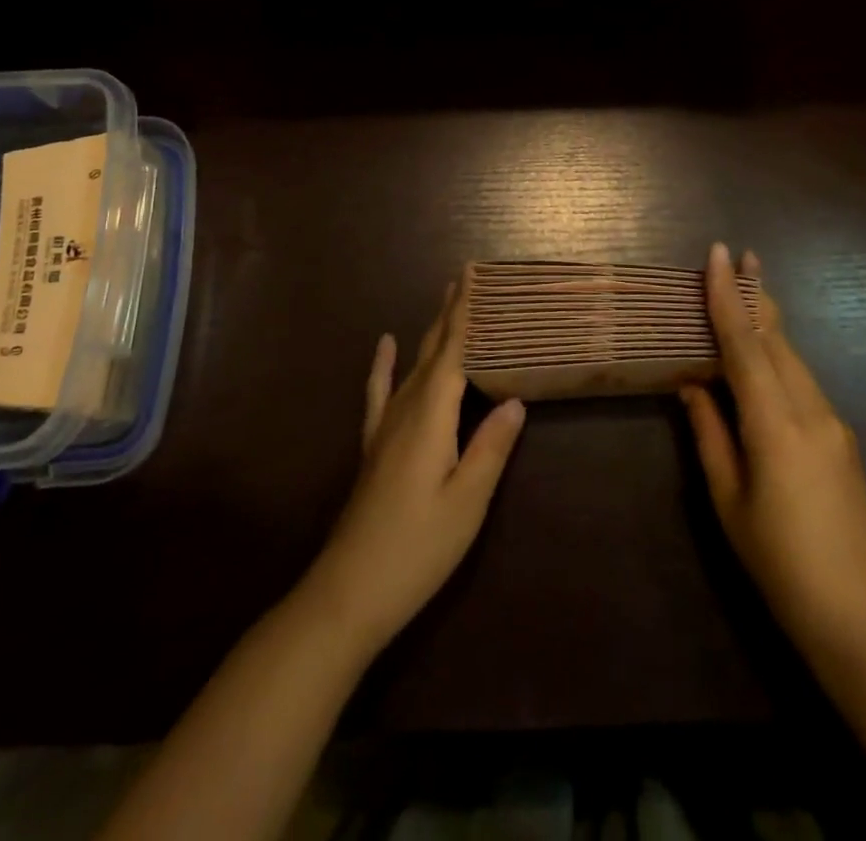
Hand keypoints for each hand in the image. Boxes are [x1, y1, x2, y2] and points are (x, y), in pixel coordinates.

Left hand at [302, 280, 526, 655]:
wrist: (349, 590)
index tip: (472, 274)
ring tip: (442, 302)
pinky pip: (380, 392)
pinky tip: (385, 345)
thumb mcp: (467, 502)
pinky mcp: (374, 445)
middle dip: (450, 313)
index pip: (453, 352)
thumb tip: (515, 399)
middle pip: (432, 350)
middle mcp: (405, 410)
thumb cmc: (418, 547)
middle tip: (465, 277)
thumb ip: (491, 447)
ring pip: (412, 365)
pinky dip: (384, 365)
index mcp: (431, 417)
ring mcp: (385, 427)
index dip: (465, 313)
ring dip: (429, 332)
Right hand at [681, 244, 865, 656]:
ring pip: (793, 357)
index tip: (720, 253)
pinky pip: (803, 381)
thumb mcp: (728, 499)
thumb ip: (709, 433)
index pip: (745, 346)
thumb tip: (691, 384)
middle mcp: (811, 411)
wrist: (858, 613)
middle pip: (777, 340)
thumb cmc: (778, 561)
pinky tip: (762, 358)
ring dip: (767, 324)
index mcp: (776, 426)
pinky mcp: (842, 437)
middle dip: (755, 295)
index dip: (729, 297)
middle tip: (737, 256)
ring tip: (745, 293)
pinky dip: (778, 357)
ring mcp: (834, 422)